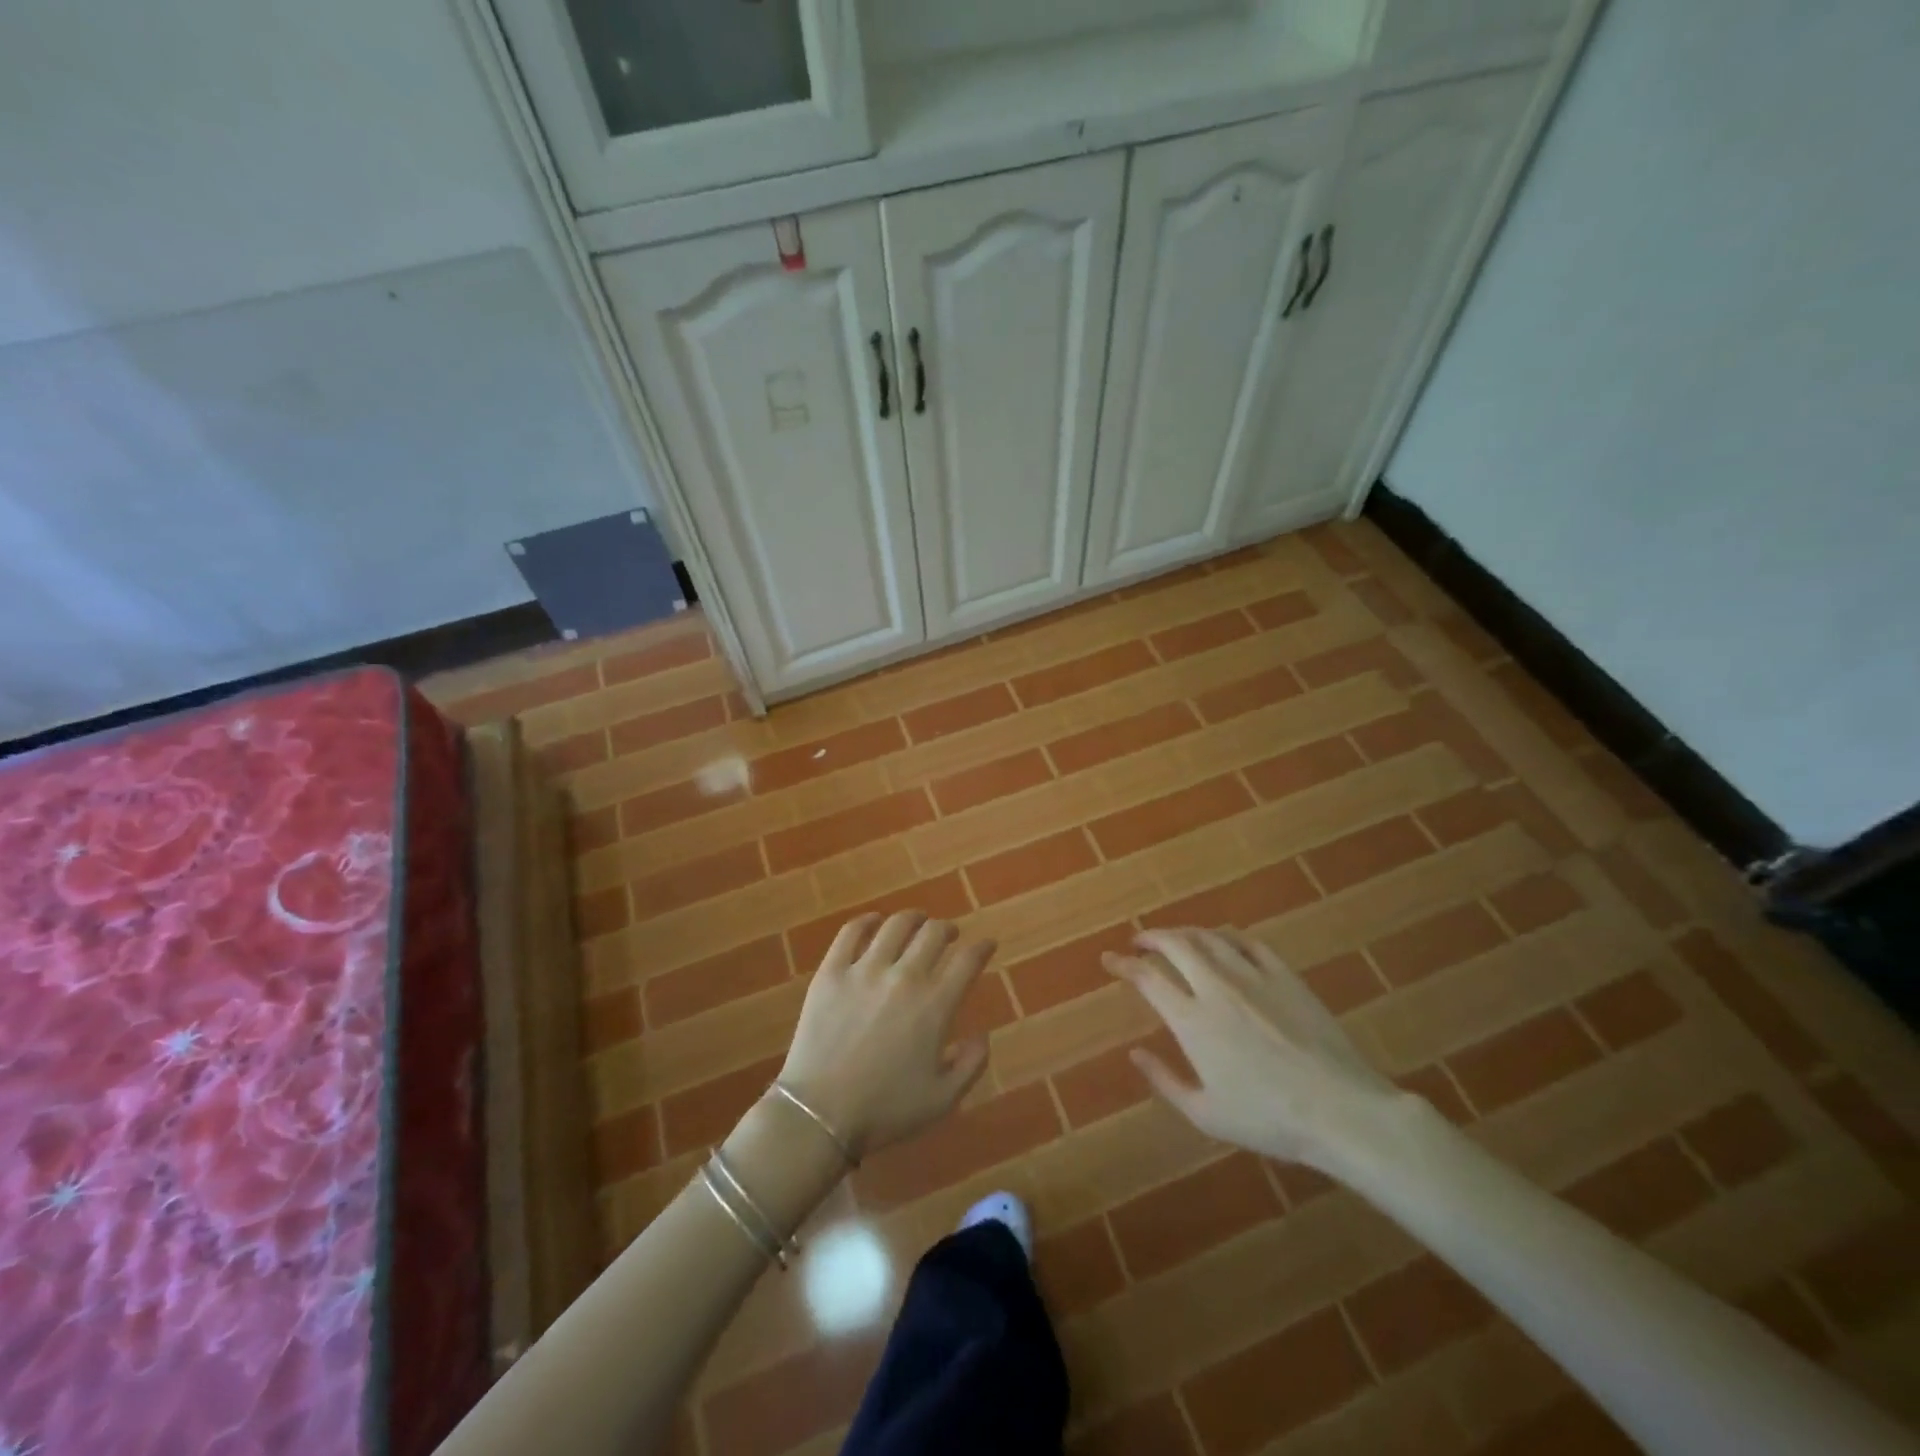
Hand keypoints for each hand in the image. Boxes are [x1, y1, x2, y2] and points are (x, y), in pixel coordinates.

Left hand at [779, 911, 996, 1158]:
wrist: (819, 1115)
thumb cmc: (885, 1111)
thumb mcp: (943, 1099)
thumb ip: (971, 1064)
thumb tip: (982, 1035)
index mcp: (935, 1005)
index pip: (968, 961)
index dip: (982, 948)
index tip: (987, 944)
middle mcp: (904, 977)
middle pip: (933, 934)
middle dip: (948, 929)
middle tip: (950, 934)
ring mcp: (864, 970)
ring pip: (896, 925)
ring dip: (913, 918)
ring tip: (917, 921)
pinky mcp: (831, 972)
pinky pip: (850, 932)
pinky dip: (866, 921)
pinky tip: (873, 921)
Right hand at [1105, 927, 1400, 1170]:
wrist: (1340, 1109)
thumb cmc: (1269, 1119)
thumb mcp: (1206, 1114)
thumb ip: (1164, 1080)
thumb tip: (1135, 1052)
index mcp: (1191, 1020)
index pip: (1147, 977)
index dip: (1123, 964)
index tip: (1109, 959)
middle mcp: (1216, 987)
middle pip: (1175, 944)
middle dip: (1150, 937)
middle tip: (1139, 942)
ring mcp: (1252, 976)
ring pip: (1208, 937)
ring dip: (1184, 933)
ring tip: (1175, 940)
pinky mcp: (1284, 975)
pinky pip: (1248, 942)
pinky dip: (1225, 937)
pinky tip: (1223, 943)